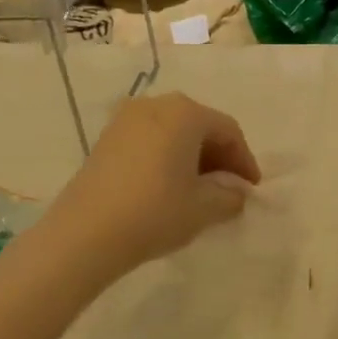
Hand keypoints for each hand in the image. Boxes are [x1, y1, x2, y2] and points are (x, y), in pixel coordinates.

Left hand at [46, 93, 260, 281]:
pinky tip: (169, 186)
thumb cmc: (155, 212)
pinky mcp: (106, 138)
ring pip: (173, 132)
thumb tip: (236, 192)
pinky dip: (166, 157)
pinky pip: (149, 140)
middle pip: (200, 125)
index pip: (228, 131)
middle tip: (229, 187)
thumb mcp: (204, 208)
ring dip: (192, 157)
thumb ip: (230, 196)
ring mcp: (126, 119)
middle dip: (219, 156)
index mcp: (185, 113)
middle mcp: (156, 105)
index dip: (244, 160)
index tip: (252, 189)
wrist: (85, 233)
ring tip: (200, 189)